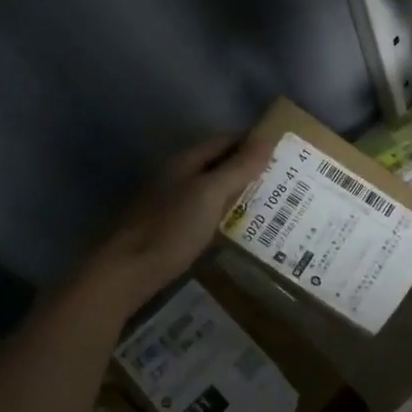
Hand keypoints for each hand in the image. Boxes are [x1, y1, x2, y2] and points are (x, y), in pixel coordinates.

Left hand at [82, 135, 272, 314]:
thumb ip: (238, 168)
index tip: (284, 150)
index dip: (252, 142)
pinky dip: (224, 211)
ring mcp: (170, 201)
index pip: (225, 140)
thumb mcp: (210, 195)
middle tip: (284, 179)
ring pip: (211, 188)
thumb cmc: (171, 228)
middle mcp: (176, 175)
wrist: (127, 272)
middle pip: (217, 163)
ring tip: (270, 201)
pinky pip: (204, 209)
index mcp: (184, 161)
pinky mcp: (169, 226)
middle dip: (248, 167)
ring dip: (237, 191)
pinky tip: (240, 225)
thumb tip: (268, 139)